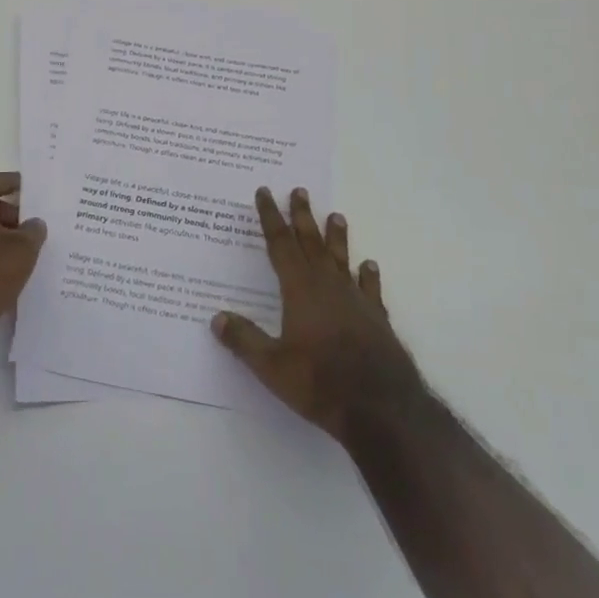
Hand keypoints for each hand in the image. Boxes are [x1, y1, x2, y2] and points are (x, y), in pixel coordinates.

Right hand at [211, 187, 421, 444]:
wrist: (381, 407)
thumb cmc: (320, 382)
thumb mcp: (272, 366)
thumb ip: (244, 340)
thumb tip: (216, 318)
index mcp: (300, 289)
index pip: (280, 244)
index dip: (270, 217)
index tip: (265, 192)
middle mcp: (328, 285)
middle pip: (311, 242)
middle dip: (302, 216)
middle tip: (299, 190)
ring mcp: (356, 300)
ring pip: (342, 259)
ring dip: (337, 237)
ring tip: (336, 215)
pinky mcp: (376, 319)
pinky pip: (370, 289)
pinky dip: (368, 276)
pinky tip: (369, 266)